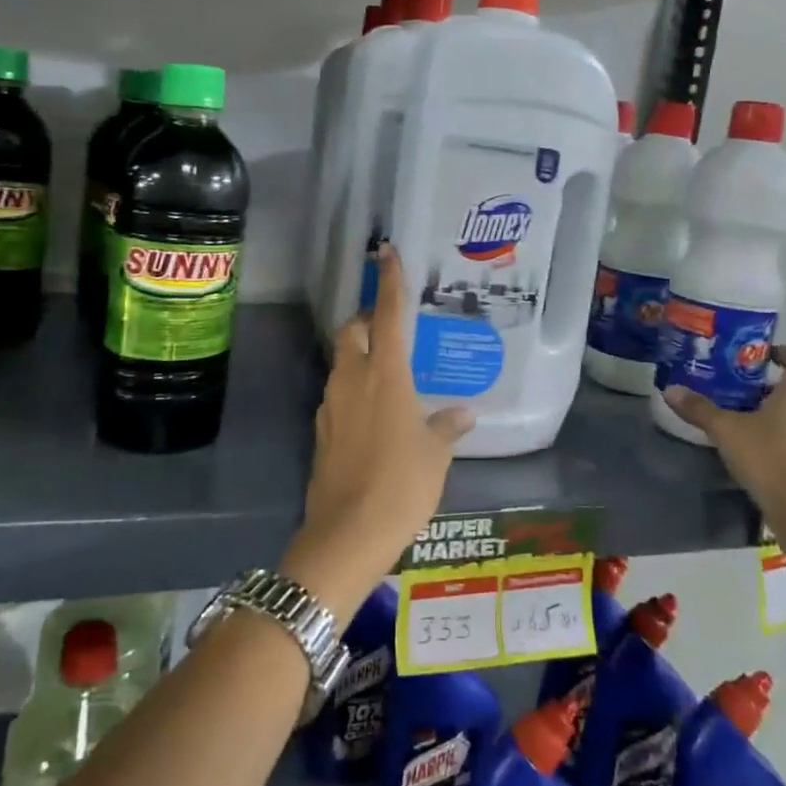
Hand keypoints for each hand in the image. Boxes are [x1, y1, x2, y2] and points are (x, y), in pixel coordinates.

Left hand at [282, 243, 473, 621]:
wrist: (348, 533)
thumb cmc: (402, 485)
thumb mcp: (435, 455)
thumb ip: (447, 427)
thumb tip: (464, 413)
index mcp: (386, 375)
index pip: (387, 315)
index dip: (389, 282)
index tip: (387, 252)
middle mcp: (353, 380)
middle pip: (352, 332)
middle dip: (365, 320)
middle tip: (387, 327)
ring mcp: (331, 405)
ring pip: (341, 363)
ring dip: (357, 356)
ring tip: (386, 372)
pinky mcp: (321, 431)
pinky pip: (337, 395)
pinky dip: (353, 390)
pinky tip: (373, 413)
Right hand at [661, 346, 785, 554]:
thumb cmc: (768, 457)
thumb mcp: (725, 430)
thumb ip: (699, 409)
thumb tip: (669, 390)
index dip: (785, 353)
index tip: (764, 355)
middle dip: (776, 387)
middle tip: (745, 392)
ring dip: (784, 414)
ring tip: (751, 423)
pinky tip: (764, 453)